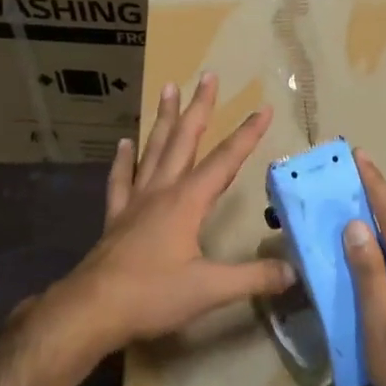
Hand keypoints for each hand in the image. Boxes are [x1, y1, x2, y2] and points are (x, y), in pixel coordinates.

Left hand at [48, 72, 293, 355]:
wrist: (92, 309)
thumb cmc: (152, 294)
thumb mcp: (211, 289)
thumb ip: (253, 278)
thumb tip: (293, 273)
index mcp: (188, 201)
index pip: (225, 160)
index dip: (247, 134)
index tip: (264, 108)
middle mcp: (162, 191)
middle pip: (184, 140)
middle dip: (199, 107)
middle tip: (207, 76)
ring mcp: (135, 201)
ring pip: (153, 150)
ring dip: (164, 119)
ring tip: (168, 88)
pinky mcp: (116, 217)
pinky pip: (121, 179)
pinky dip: (124, 159)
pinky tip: (124, 142)